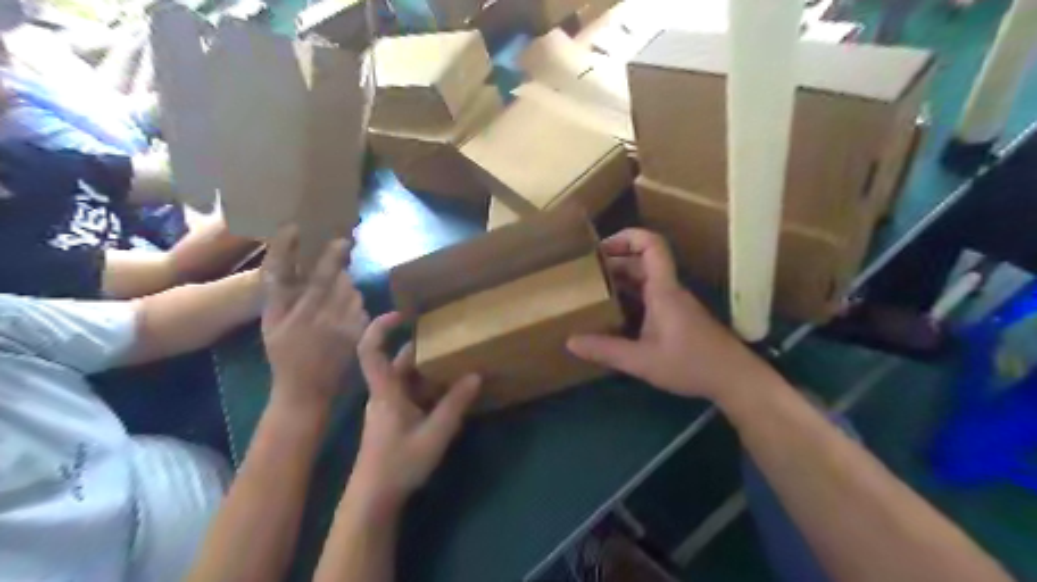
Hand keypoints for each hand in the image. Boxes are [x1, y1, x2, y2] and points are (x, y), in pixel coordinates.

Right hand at [265, 225, 367, 411]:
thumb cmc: (283, 354)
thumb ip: (278, 292)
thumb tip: (281, 261)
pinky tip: (344, 315)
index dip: (327, 257)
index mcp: (301, 312)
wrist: (306, 388)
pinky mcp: (360, 336)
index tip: (334, 237)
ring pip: (354, 293)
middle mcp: (326, 316)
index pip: (317, 278)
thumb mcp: (271, 323)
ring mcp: (346, 327)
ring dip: (347, 289)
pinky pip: (363, 310)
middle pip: (340, 281)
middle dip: (338, 267)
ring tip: (334, 297)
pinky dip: (355, 308)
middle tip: (337, 260)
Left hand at [348, 315, 477, 512]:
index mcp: (385, 391)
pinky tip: (447, 392)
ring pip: (405, 377)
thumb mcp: (435, 434)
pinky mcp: (391, 418)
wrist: (373, 499)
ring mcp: (386, 406)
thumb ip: (455, 404)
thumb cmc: (399, 464)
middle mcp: (383, 393)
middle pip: (397, 361)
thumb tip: (475, 375)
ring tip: (454, 363)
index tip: (402, 314)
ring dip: (426, 369)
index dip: (380, 327)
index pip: (371, 350)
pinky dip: (426, 386)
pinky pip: (409, 391)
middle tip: (449, 341)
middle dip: (421, 349)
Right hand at [564, 229, 773, 400]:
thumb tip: (570, 341)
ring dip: (620, 282)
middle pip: (641, 262)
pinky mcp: (676, 317)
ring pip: (644, 280)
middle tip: (583, 275)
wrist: (734, 379)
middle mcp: (669, 290)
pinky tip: (612, 316)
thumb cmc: (692, 364)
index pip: (651, 245)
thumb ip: (607, 351)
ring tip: (591, 292)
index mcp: (663, 290)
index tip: (599, 247)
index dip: (627, 237)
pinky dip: (629, 299)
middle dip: (613, 263)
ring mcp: (674, 304)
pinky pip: (648, 297)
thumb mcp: (643, 361)